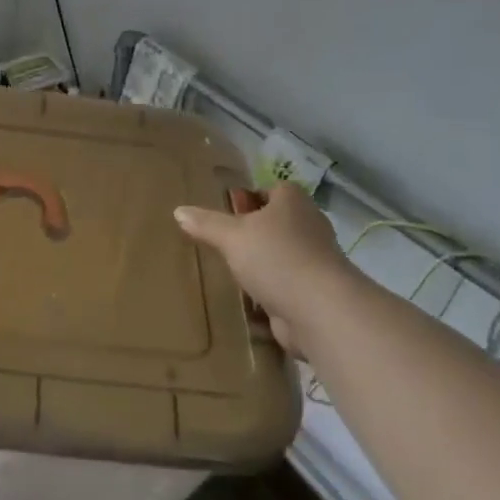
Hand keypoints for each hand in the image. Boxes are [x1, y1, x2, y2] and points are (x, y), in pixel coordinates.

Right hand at [174, 182, 346, 349]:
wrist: (320, 310)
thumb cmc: (276, 258)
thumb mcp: (231, 236)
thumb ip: (206, 223)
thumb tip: (179, 211)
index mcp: (293, 202)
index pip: (274, 190)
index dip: (252, 197)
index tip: (228, 211)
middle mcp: (309, 226)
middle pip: (278, 223)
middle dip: (254, 232)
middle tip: (223, 241)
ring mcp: (315, 261)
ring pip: (282, 255)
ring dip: (262, 264)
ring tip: (231, 271)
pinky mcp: (314, 291)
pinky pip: (286, 285)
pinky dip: (270, 292)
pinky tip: (248, 301)